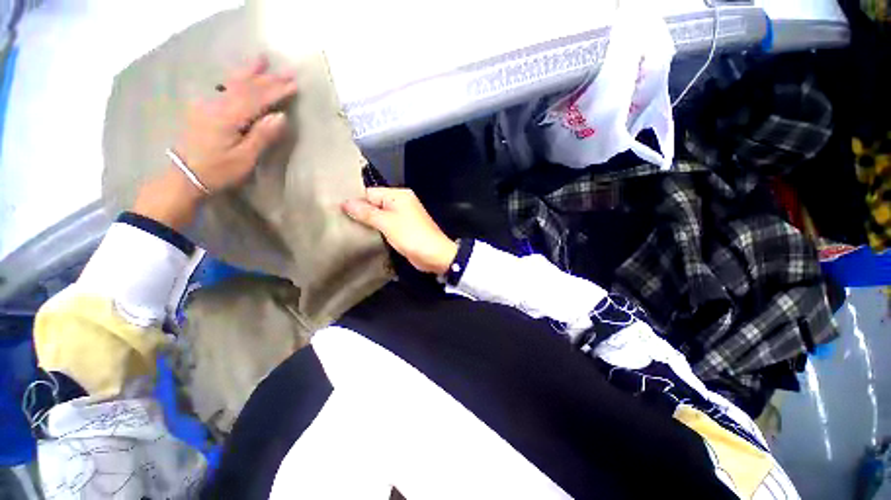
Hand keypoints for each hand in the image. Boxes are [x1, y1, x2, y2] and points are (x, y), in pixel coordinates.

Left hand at [133, 55, 296, 229]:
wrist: (184, 175)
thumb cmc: (218, 170)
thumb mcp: (245, 158)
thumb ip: (262, 135)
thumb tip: (281, 117)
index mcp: (228, 117)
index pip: (256, 98)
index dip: (276, 91)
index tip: (294, 85)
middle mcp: (215, 105)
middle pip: (245, 87)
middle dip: (267, 79)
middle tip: (287, 71)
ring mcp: (206, 105)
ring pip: (231, 83)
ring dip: (250, 72)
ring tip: (261, 60)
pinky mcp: (203, 109)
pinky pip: (223, 89)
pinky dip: (236, 80)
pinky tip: (240, 77)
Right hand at [342, 188, 457, 274]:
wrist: (435, 255)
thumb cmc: (411, 236)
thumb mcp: (387, 223)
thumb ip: (366, 212)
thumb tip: (345, 203)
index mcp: (398, 195)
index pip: (370, 193)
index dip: (355, 201)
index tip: (336, 211)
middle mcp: (400, 203)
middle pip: (374, 204)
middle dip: (359, 212)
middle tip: (338, 221)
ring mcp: (402, 216)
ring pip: (379, 216)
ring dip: (366, 222)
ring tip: (346, 228)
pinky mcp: (402, 229)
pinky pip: (385, 225)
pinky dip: (375, 229)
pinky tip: (361, 235)